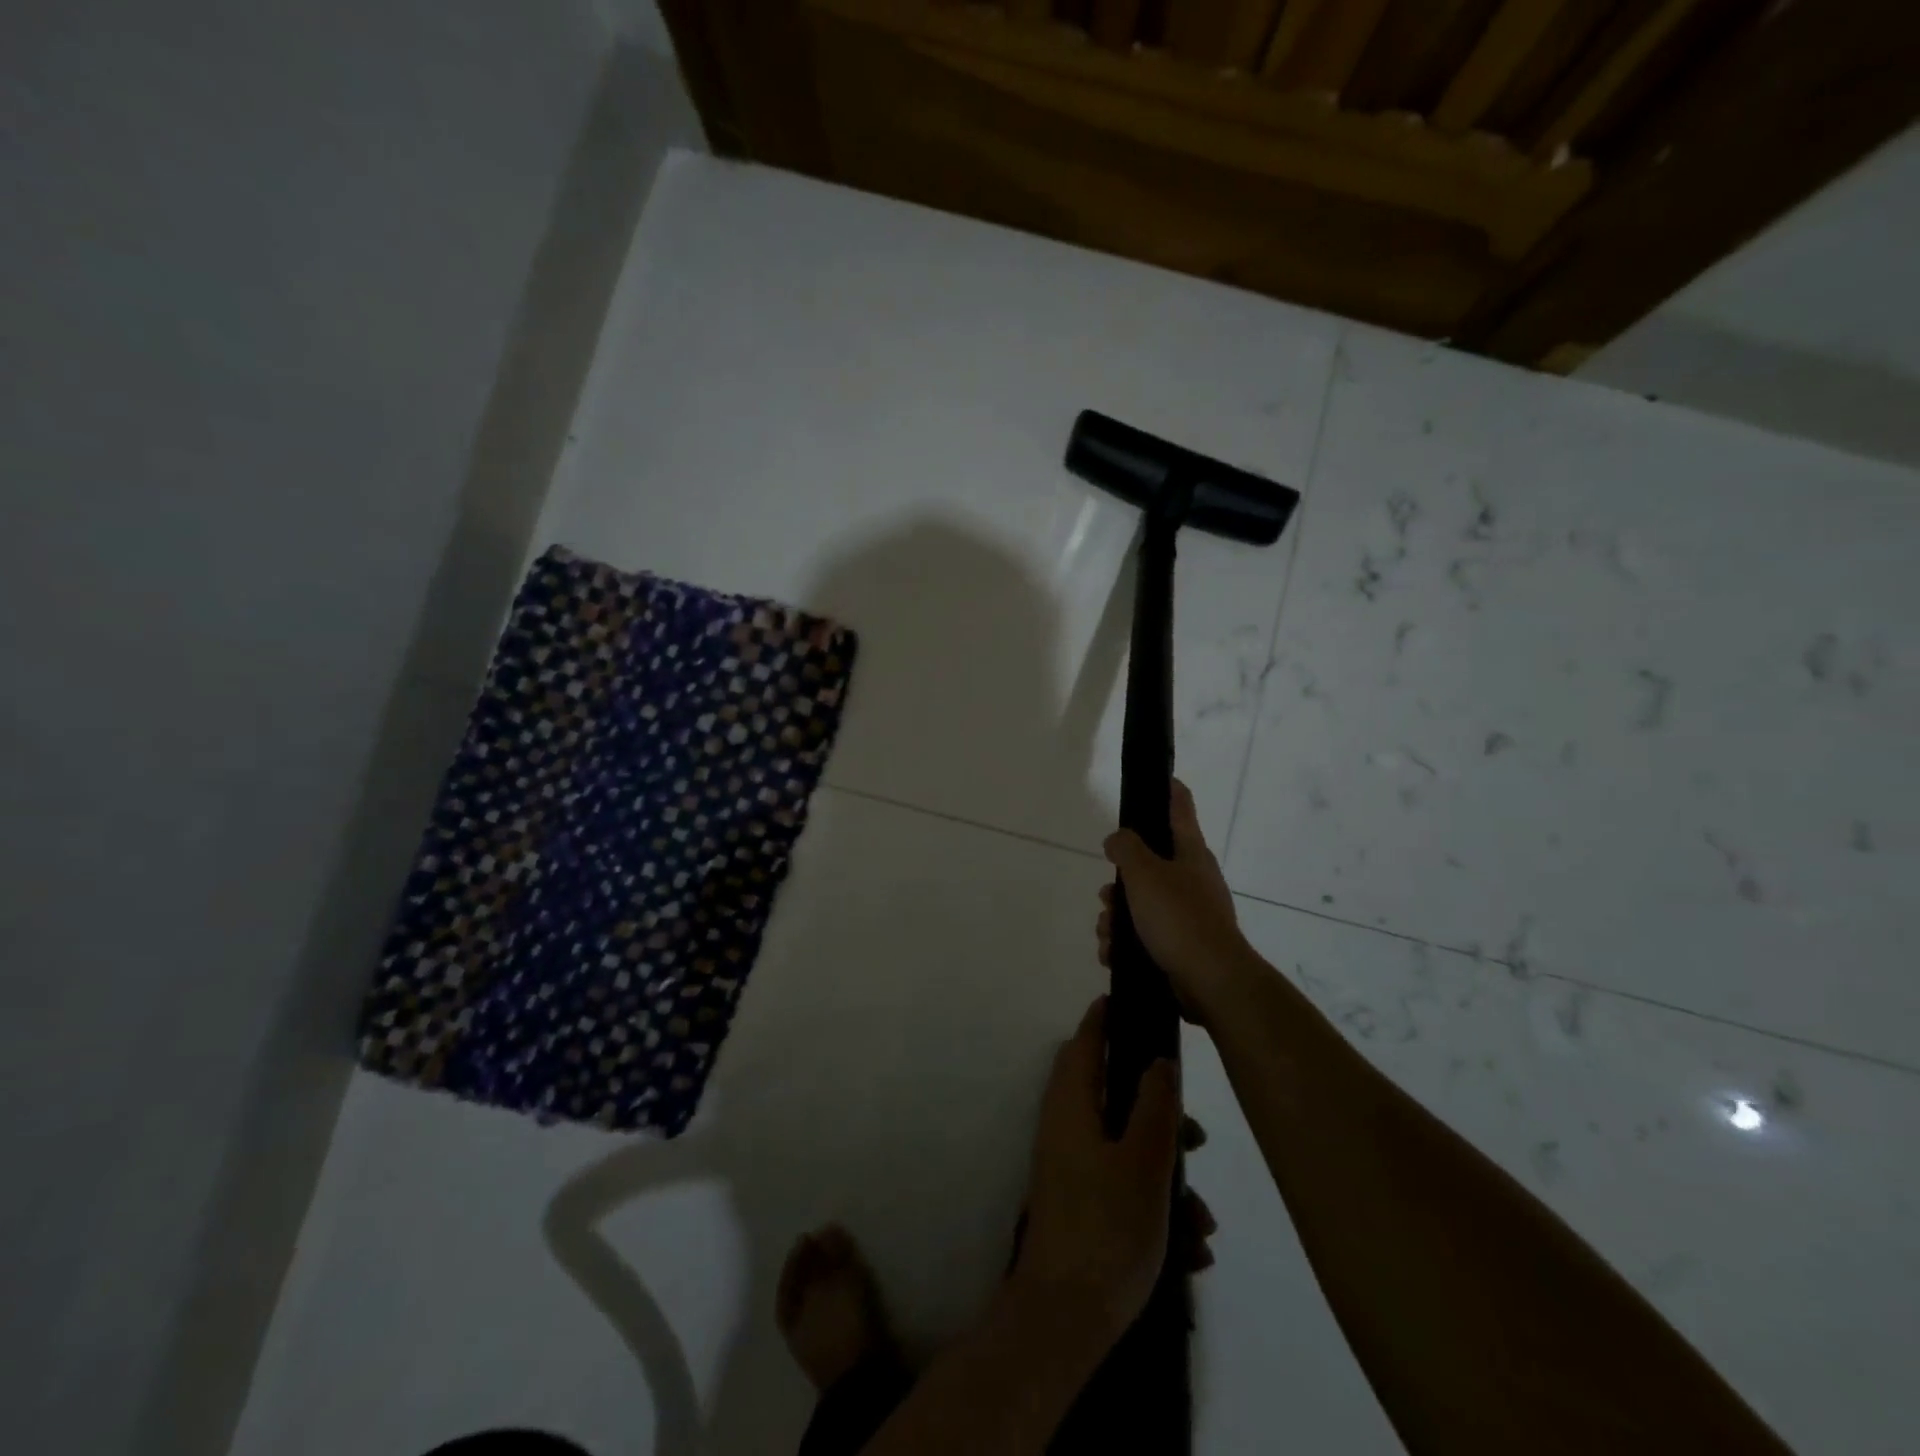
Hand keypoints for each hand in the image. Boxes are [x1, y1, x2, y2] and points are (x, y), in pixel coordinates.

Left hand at [1012, 997, 1179, 1346]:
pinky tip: (1191, 1249)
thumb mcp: (1145, 1163)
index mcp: (1071, 1105)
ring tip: (1203, 1220)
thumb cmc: (1107, 1229)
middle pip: (1112, 1095)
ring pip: (1126, 1147)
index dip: (1106, 1019)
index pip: (1084, 1042)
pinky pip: (1123, 1186)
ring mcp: (1070, 1167)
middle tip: (1195, 1137)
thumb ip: (1155, 1106)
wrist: (1065, 1320)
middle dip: (1160, 1114)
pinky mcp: (1081, 1203)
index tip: (1134, 1004)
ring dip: (1167, 1175)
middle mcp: (1065, 1127)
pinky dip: (1156, 1206)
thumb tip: (1159, 1060)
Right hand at [1099, 779, 1251, 1025]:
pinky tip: (1113, 954)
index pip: (1180, 808)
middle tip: (1107, 893)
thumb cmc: (1179, 918)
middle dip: (1120, 881)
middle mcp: (1192, 879)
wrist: (1211, 982)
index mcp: (1191, 853)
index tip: (1158, 777)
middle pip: (1149, 865)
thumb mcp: (1145, 874)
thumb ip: (1126, 848)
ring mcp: (1189, 914)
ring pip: (1141, 903)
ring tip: (1107, 933)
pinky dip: (1126, 942)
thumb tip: (1117, 839)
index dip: (1169, 789)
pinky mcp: (1181, 946)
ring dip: (1117, 917)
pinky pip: (1145, 935)